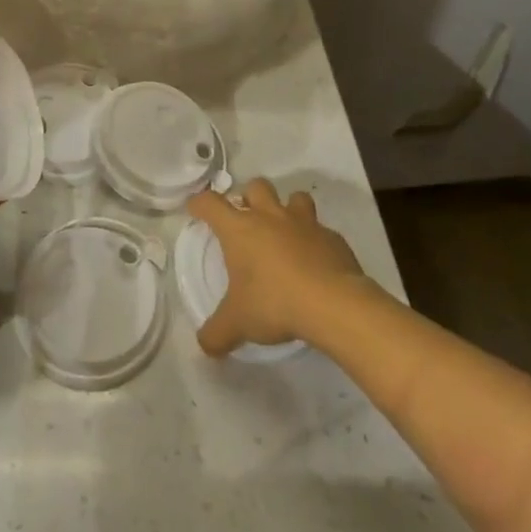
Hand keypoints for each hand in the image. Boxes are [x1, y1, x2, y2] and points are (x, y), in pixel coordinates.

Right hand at [186, 179, 371, 355]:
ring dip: (288, 208)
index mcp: (240, 229)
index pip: (210, 203)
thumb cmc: (275, 303)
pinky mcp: (333, 238)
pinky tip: (316, 261)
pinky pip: (322, 230)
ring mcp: (304, 223)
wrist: (334, 304)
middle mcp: (270, 217)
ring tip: (285, 231)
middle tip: (248, 219)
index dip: (200, 204)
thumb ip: (217, 333)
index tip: (196, 209)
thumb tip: (205, 345)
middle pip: (256, 186)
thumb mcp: (238, 323)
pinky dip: (316, 239)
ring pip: (295, 197)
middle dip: (249, 197)